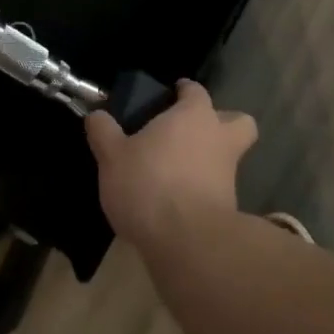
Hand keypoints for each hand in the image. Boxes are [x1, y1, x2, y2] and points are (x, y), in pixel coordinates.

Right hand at [86, 81, 256, 250]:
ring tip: (181, 171)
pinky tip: (180, 202)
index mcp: (194, 115)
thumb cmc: (149, 184)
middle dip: (222, 123)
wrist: (187, 242)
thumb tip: (96, 115)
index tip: (172, 95)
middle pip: (238, 121)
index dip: (185, 92)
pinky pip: (220, 190)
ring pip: (231, 157)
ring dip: (213, 160)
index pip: (196, 91)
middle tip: (192, 133)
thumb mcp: (112, 157)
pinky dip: (206, 191)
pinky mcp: (231, 208)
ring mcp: (229, 174)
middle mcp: (219, 138)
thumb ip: (104, 132)